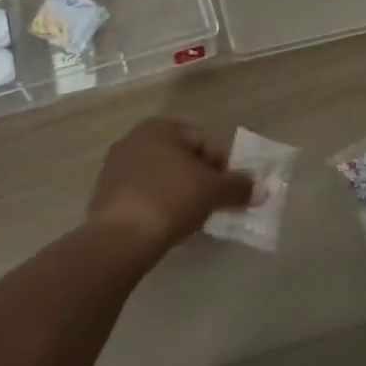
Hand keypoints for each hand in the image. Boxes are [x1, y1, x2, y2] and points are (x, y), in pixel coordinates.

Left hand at [88, 117, 253, 254]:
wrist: (119, 238)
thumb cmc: (171, 199)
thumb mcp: (213, 191)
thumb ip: (239, 187)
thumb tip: (262, 189)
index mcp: (160, 127)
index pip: (201, 139)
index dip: (219, 164)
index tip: (225, 190)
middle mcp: (134, 138)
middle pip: (178, 156)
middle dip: (196, 177)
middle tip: (209, 204)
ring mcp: (114, 166)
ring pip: (158, 175)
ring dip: (175, 191)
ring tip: (187, 218)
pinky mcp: (103, 194)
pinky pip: (139, 193)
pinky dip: (154, 204)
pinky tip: (162, 225)